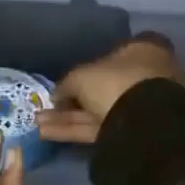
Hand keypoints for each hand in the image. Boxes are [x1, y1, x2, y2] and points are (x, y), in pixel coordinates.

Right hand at [37, 33, 184, 145]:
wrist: (145, 124)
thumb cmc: (116, 83)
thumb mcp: (82, 77)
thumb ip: (67, 84)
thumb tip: (57, 95)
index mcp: (143, 51)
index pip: (116, 52)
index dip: (91, 64)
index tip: (71, 76)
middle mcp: (146, 77)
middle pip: (104, 87)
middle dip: (73, 98)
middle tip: (47, 105)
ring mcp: (142, 107)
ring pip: (99, 110)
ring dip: (68, 117)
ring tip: (38, 122)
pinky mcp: (133, 133)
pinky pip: (101, 128)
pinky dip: (75, 130)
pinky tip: (47, 133)